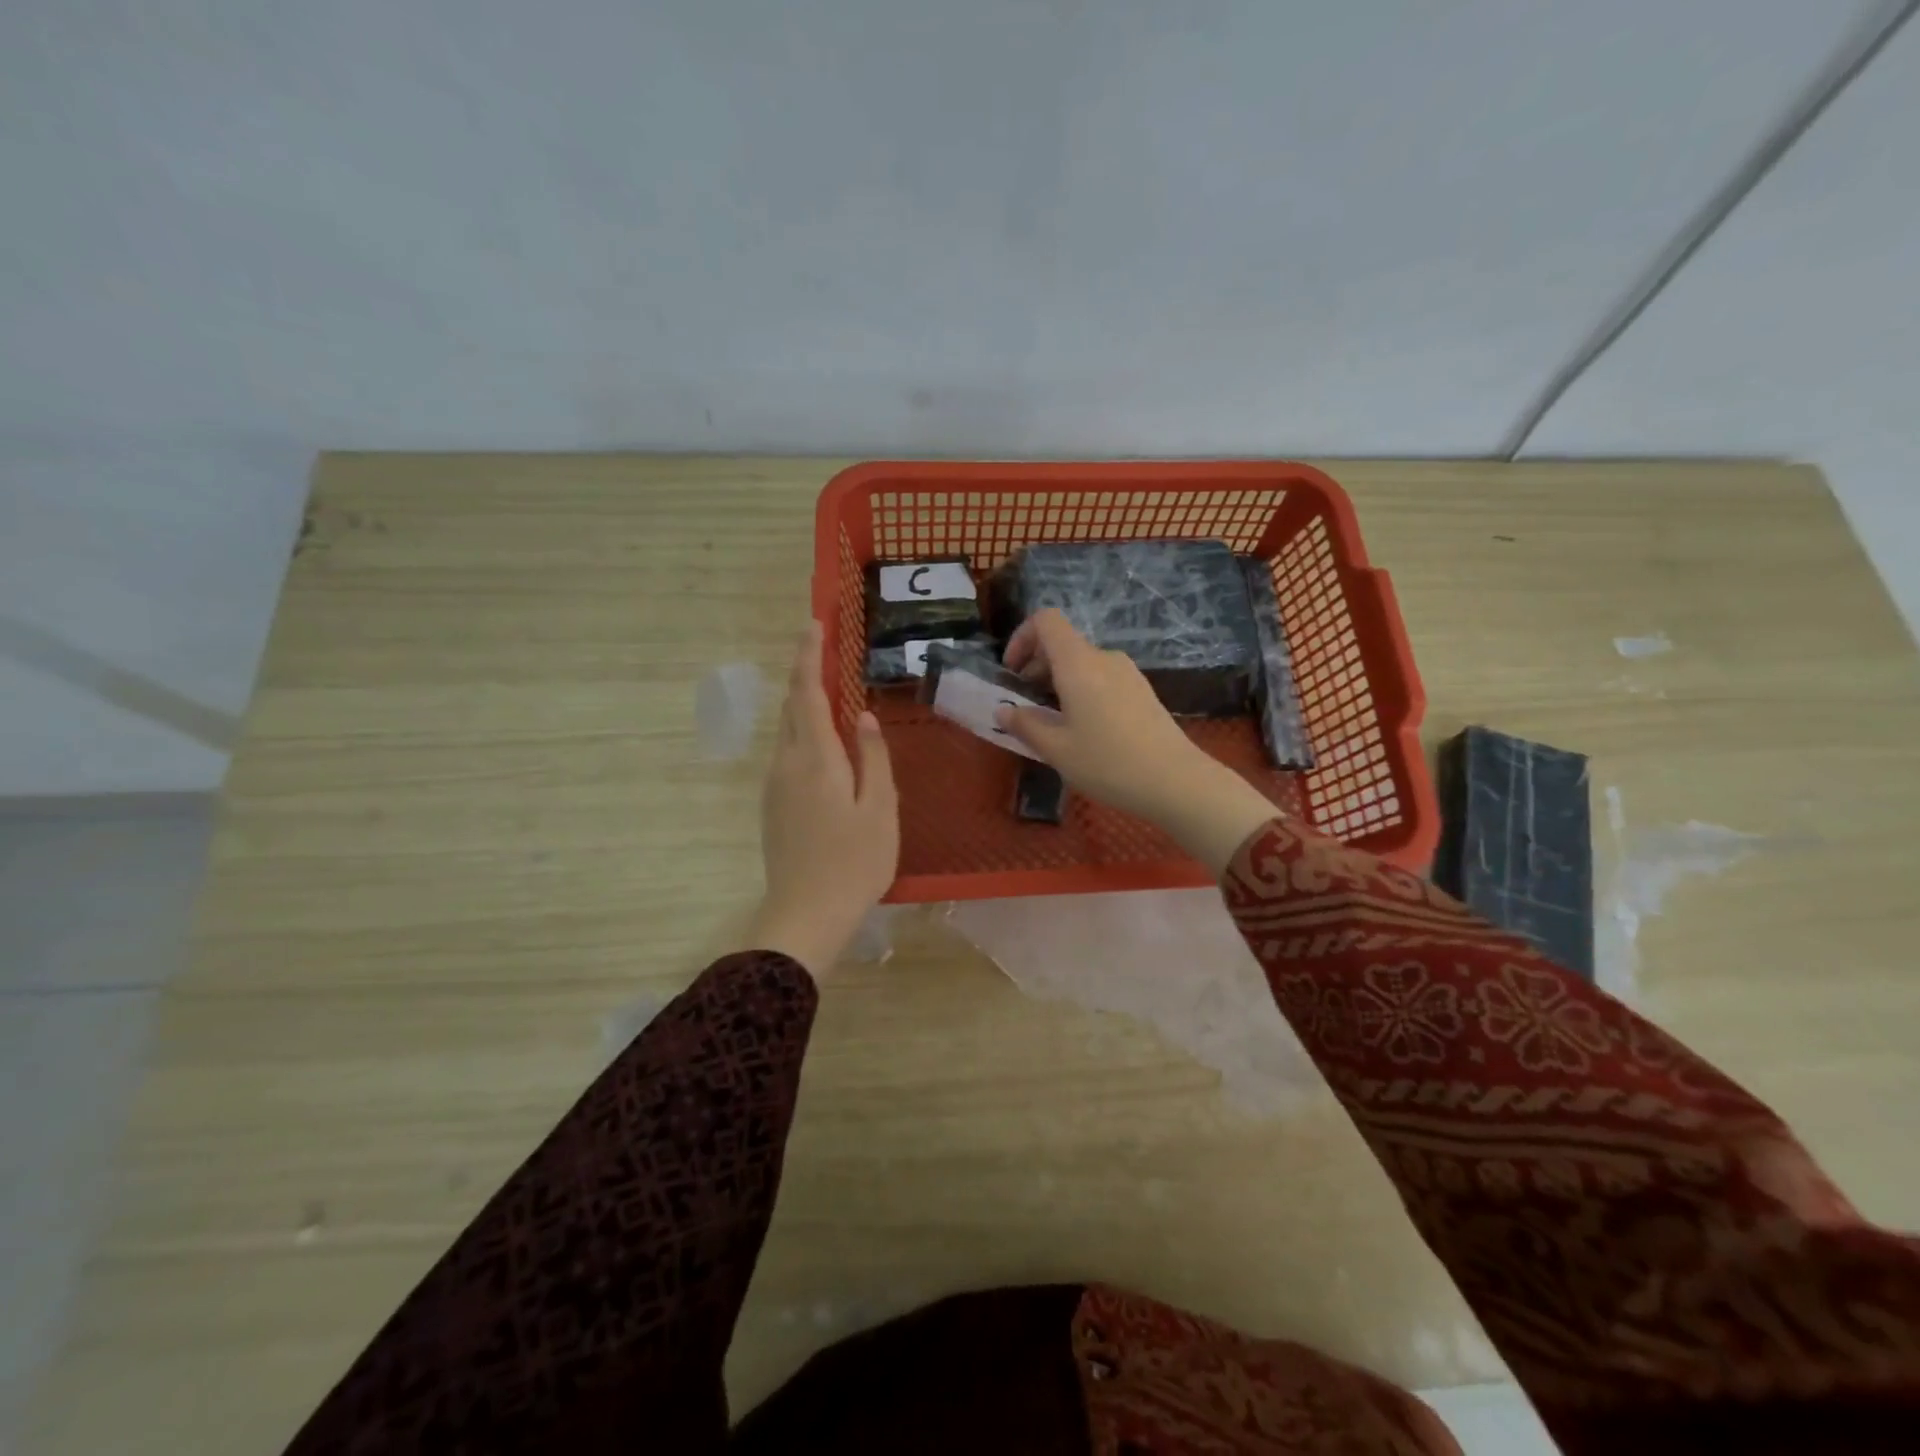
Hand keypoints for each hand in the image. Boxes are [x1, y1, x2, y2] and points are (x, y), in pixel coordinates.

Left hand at [745, 623, 898, 976]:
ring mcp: (775, 786)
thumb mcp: (880, 809)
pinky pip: (787, 756)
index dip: (809, 656)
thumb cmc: (855, 862)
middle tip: (822, 650)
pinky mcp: (773, 806)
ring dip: (804, 707)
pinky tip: (824, 747)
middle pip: (792, 708)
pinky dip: (803, 735)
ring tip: (828, 693)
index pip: (808, 693)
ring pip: (788, 732)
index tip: (812, 624)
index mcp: (816, 759)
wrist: (805, 915)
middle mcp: (787, 764)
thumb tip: (863, 717)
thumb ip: (872, 758)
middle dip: (804, 675)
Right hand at [994, 609, 1280, 873]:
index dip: (1022, 637)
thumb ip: (1025, 725)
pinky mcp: (1142, 690)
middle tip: (1025, 706)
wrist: (1176, 781)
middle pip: (1063, 643)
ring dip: (1058, 682)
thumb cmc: (1108, 763)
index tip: (1012, 673)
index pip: (1046, 621)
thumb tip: (1003, 710)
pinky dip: (1081, 691)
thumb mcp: (1057, 750)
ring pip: (1082, 663)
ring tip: (1052, 722)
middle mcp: (1104, 658)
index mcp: (1079, 664)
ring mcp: (1128, 673)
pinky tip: (1083, 729)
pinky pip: (1101, 678)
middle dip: (1036, 667)